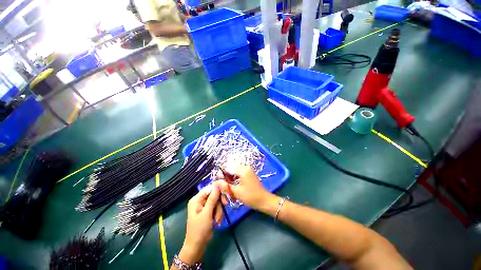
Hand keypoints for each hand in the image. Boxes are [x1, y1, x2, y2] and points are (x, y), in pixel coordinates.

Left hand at [179, 186, 222, 263]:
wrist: (197, 246)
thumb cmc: (199, 230)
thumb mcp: (206, 214)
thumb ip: (212, 199)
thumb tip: (217, 186)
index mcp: (196, 199)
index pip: (209, 188)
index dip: (218, 189)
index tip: (226, 193)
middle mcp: (200, 201)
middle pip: (214, 194)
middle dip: (219, 203)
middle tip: (225, 206)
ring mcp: (205, 206)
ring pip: (217, 202)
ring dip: (219, 211)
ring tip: (217, 220)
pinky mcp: (209, 211)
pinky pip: (217, 208)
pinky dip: (218, 214)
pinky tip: (217, 221)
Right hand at [214, 164, 276, 211]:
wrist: (264, 200)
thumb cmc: (250, 196)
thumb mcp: (236, 192)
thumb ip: (225, 186)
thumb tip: (215, 181)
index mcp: (243, 169)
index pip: (228, 168)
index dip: (222, 175)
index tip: (218, 183)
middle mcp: (245, 167)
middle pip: (231, 169)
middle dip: (226, 178)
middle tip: (224, 187)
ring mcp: (247, 170)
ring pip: (234, 172)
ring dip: (230, 179)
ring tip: (229, 188)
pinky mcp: (248, 174)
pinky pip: (238, 174)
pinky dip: (234, 179)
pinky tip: (234, 187)